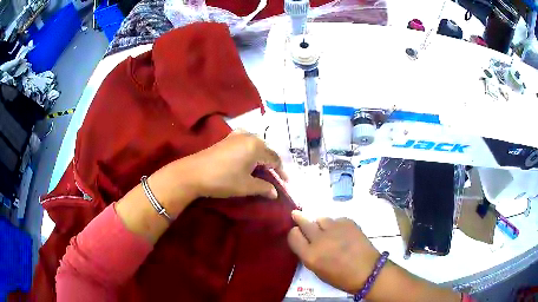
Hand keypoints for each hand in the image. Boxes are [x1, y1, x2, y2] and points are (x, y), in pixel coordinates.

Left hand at [166, 130, 286, 199]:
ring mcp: (236, 136)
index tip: (284, 183)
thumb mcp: (246, 186)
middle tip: (272, 178)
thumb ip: (264, 187)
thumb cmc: (223, 180)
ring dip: (261, 157)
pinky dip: (250, 152)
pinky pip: (245, 142)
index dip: (281, 172)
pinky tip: (246, 160)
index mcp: (256, 147)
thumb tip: (275, 192)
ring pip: (256, 145)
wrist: (193, 173)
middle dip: (271, 164)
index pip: (275, 159)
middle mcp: (249, 137)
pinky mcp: (226, 139)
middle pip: (266, 150)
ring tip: (261, 170)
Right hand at [287, 210, 379, 293]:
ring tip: (328, 230)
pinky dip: (337, 225)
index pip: (293, 235)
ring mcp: (334, 229)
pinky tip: (343, 233)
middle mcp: (319, 240)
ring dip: (321, 224)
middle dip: (299, 218)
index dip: (294, 233)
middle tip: (297, 215)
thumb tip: (306, 241)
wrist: (368, 271)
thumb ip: (309, 254)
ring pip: (321, 218)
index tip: (297, 233)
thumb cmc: (341, 278)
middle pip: (304, 222)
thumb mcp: (318, 270)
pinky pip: (337, 220)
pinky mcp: (348, 222)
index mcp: (310, 255)